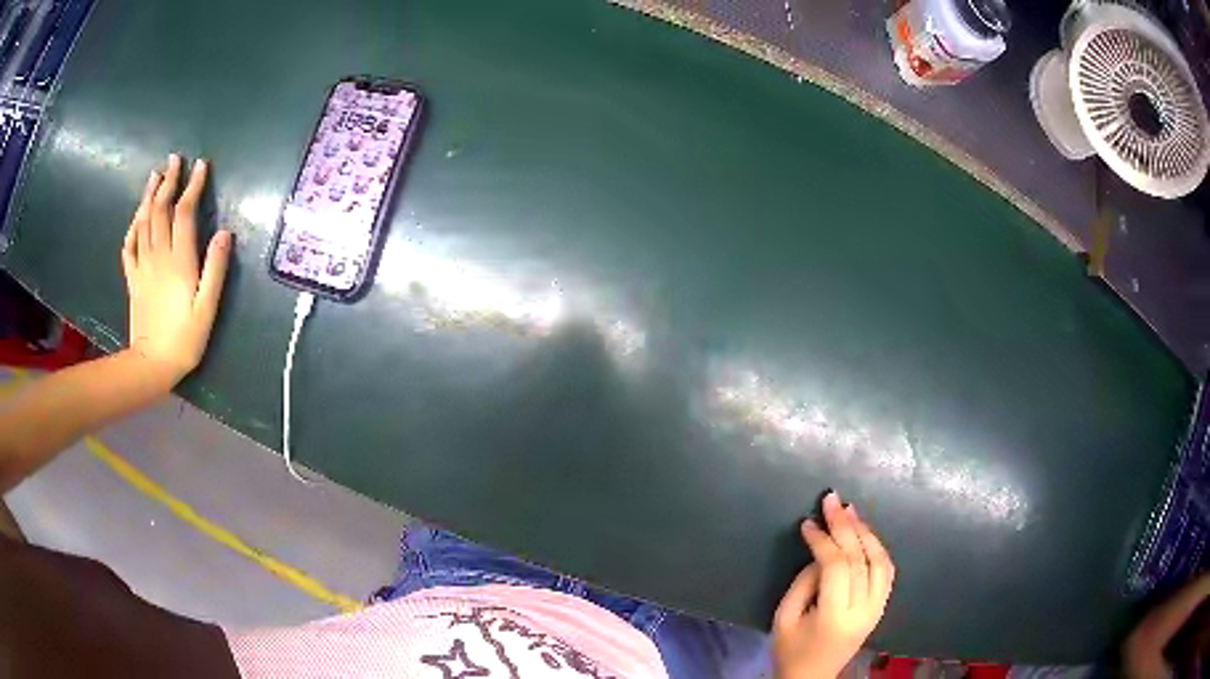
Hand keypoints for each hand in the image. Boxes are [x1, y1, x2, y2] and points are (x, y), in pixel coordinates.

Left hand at [122, 154, 231, 387]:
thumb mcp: (207, 309)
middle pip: (160, 209)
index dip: (192, 186)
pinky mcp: (133, 279)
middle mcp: (158, 256)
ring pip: (143, 221)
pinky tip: (137, 216)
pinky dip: (133, 226)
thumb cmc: (184, 340)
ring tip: (155, 175)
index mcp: (179, 261)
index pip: (184, 212)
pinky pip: (129, 246)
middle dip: (168, 181)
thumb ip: (215, 270)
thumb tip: (224, 233)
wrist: (151, 365)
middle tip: (175, 160)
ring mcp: (142, 266)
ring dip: (149, 195)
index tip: (201, 165)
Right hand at [773, 491, 895, 678]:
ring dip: (866, 532)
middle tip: (832, 499)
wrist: (811, 678)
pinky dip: (877, 548)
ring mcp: (877, 608)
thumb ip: (803, 582)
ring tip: (849, 511)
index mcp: (835, 616)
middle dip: (845, 525)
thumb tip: (820, 552)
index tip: (808, 522)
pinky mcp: (881, 608)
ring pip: (880, 561)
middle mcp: (863, 610)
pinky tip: (865, 534)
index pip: (836, 566)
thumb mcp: (784, 617)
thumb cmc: (790, 651)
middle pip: (860, 558)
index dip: (822, 540)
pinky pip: (886, 571)